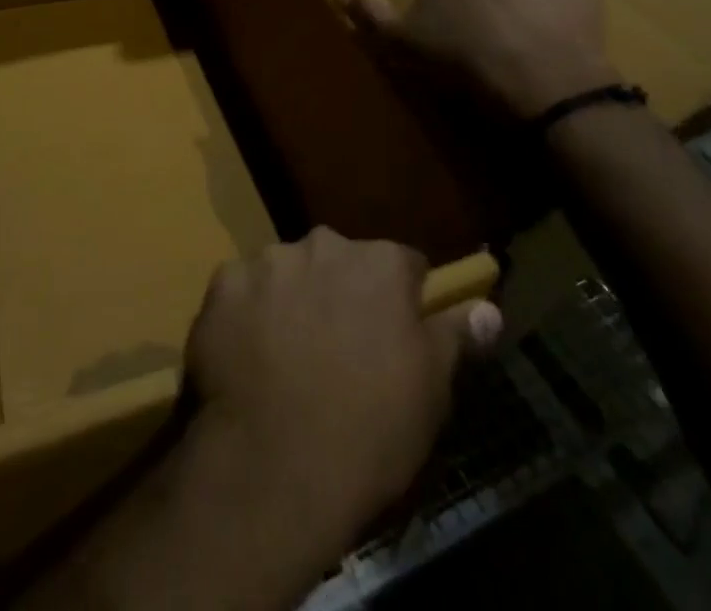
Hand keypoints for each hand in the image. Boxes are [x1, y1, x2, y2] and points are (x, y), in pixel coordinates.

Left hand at [183, 229, 501, 540]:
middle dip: (342, 293)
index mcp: (379, 264)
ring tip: (289, 357)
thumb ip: (454, 337)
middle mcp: (323, 245)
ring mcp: (267, 261)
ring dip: (293, 299)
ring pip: (288, 272)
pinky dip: (247, 313)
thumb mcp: (430, 391)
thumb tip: (488, 308)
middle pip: (340, 262)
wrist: (275, 465)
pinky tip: (250, 357)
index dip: (402, 300)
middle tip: (339, 350)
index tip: (395, 335)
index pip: (403, 265)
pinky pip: (242, 290)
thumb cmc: (369, 431)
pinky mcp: (223, 283)